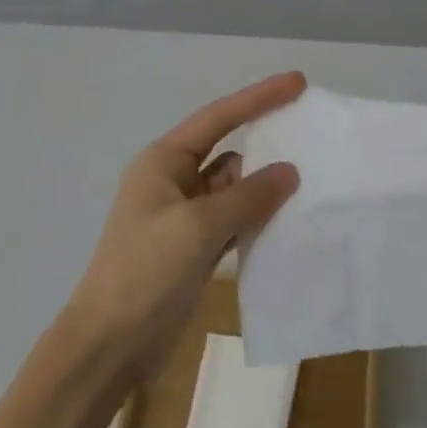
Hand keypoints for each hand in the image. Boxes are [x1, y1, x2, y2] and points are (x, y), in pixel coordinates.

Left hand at [63, 72, 304, 378]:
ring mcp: (184, 219)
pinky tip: (289, 224)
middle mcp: (173, 183)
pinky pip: (234, 223)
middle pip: (228, 153)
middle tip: (315, 142)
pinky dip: (257, 221)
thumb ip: (247, 196)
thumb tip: (289, 172)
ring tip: (314, 185)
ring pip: (234, 191)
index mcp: (163, 163)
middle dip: (267, 148)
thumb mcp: (198, 227)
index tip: (298, 83)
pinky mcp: (194, 250)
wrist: (110, 344)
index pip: (218, 118)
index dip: (258, 98)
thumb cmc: (146, 273)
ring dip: (265, 189)